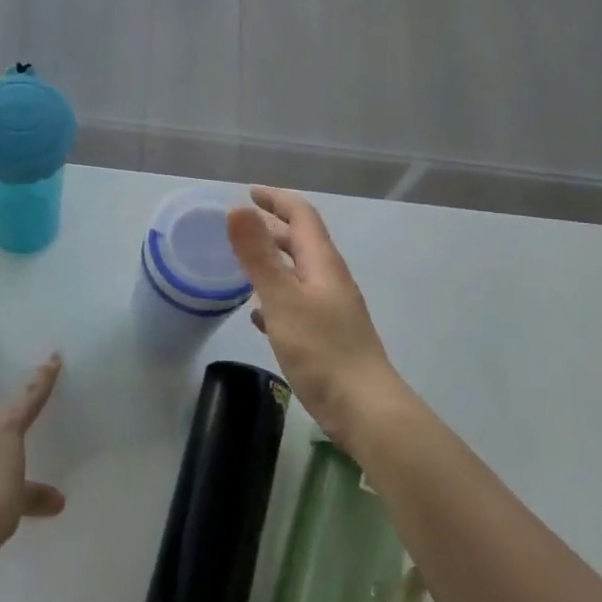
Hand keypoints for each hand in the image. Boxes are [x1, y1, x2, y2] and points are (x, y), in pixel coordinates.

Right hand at [226, 187, 400, 448]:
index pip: (302, 215)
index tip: (249, 192)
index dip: (276, 199)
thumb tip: (238, 209)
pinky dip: (274, 297)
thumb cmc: (322, 350)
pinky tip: (257, 314)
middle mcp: (329, 279)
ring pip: (296, 273)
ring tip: (241, 263)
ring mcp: (330, 309)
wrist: (364, 409)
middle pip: (300, 242)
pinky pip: (295, 304)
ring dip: (271, 262)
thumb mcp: (282, 298)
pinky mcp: (325, 336)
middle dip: (271, 227)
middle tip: (238, 225)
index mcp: (322, 263)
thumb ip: (258, 255)